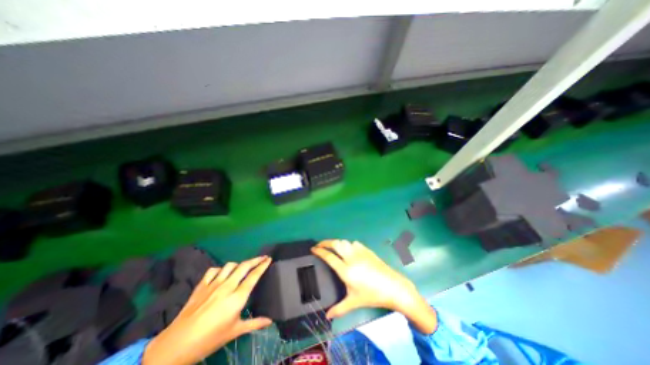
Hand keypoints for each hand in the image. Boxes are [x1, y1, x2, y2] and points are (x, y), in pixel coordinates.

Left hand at [143, 257, 272, 364]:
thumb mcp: (235, 332)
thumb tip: (270, 321)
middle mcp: (227, 286)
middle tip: (262, 257)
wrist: (176, 345)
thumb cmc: (210, 339)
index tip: (269, 259)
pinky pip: (213, 270)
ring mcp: (213, 284)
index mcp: (237, 297)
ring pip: (230, 265)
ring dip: (239, 264)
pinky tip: (222, 274)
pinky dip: (220, 269)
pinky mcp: (202, 286)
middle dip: (255, 259)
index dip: (263, 265)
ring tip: (243, 268)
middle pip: (244, 266)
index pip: (254, 276)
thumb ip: (254, 323)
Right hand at [309, 241, 435, 334]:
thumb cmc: (372, 295)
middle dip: (326, 242)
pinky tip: (349, 250)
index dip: (319, 251)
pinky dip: (348, 244)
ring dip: (337, 242)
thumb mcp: (354, 302)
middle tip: (320, 245)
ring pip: (345, 241)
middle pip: (336, 244)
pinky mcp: (367, 250)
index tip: (313, 249)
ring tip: (333, 248)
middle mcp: (351, 258)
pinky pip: (354, 243)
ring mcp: (360, 252)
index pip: (329, 257)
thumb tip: (327, 316)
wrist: (393, 287)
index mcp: (346, 270)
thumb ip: (339, 308)